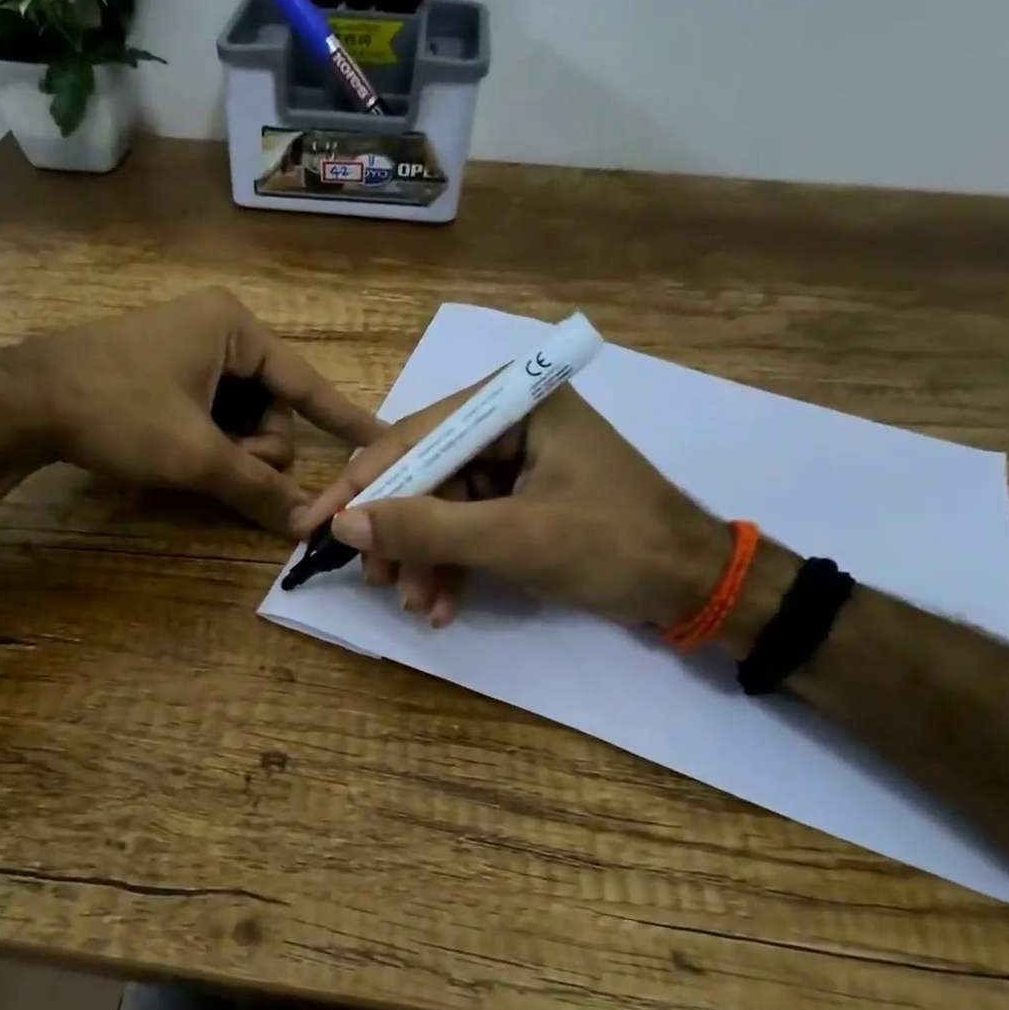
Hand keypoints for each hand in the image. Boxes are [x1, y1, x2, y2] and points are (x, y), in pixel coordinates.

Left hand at [0, 288, 385, 534]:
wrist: (24, 400)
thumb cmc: (117, 411)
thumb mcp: (194, 454)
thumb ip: (255, 488)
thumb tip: (304, 526)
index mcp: (235, 328)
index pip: (308, 383)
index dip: (347, 420)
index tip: (384, 440)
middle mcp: (220, 329)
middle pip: (273, 407)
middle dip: (255, 447)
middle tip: (222, 467)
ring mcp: (191, 348)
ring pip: (243, 416)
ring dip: (231, 450)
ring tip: (194, 462)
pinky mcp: (168, 370)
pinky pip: (214, 413)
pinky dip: (210, 441)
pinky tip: (183, 453)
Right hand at [296, 383, 726, 627]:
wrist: (695, 586)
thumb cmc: (614, 546)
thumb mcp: (515, 537)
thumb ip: (427, 528)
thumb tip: (343, 523)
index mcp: (514, 403)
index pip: (415, 437)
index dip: (361, 485)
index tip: (313, 525)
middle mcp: (509, 422)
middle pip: (425, 474)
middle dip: (399, 532)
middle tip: (374, 579)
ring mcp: (515, 462)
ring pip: (442, 507)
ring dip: (423, 558)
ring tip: (413, 604)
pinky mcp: (521, 499)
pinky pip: (467, 527)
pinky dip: (451, 566)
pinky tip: (440, 606)